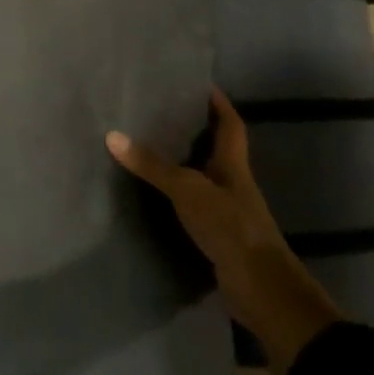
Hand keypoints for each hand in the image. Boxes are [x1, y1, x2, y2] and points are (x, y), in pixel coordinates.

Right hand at [107, 87, 339, 370]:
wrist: (261, 291)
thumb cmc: (230, 227)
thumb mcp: (187, 190)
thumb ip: (151, 165)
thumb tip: (112, 135)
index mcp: (233, 166)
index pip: (231, 124)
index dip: (219, 103)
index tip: (200, 84)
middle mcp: (234, 184)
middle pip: (217, 149)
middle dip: (196, 131)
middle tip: (162, 112)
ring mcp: (228, 212)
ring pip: (204, 178)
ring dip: (184, 165)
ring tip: (150, 148)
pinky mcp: (219, 237)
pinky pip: (195, 207)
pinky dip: (177, 198)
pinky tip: (154, 197)